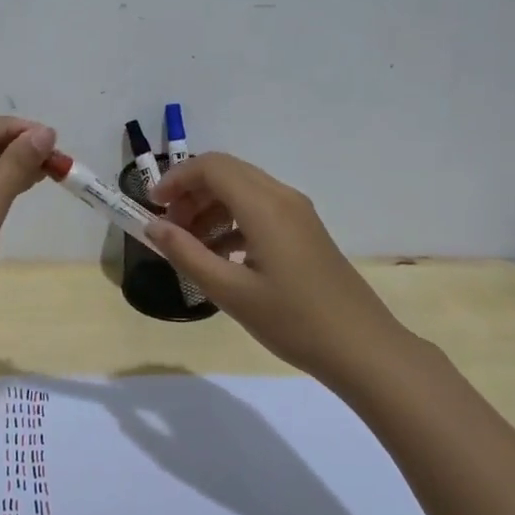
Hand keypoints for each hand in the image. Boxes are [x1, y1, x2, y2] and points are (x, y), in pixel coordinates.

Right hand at [145, 153, 423, 385]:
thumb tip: (152, 227)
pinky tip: (220, 256)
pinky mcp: (304, 231)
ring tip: (190, 245)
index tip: (152, 207)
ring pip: (242, 190)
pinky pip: (259, 209)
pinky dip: (231, 222)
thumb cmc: (293, 321)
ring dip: (210, 208)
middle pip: (226, 172)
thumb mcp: (230, 292)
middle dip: (190, 193)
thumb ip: (186, 254)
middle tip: (168, 228)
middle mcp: (282, 197)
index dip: (176, 179)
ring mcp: (297, 213)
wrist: (362, 348)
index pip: (211, 167)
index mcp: (264, 206)